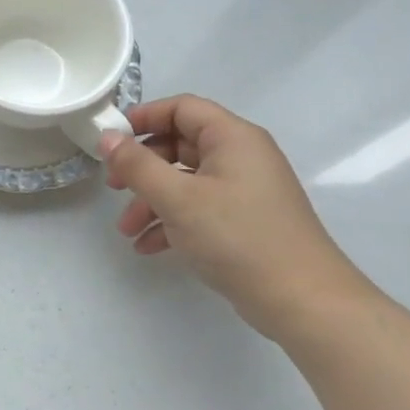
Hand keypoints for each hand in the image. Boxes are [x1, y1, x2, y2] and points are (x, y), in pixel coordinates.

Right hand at [104, 95, 370, 332]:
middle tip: (113, 186)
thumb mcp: (178, 198)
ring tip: (126, 230)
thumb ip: (137, 165)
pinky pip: (198, 208)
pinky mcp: (243, 221)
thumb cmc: (237, 237)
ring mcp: (244, 190)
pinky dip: (171, 222)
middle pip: (180, 145)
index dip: (143, 117)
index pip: (182, 108)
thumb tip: (107, 137)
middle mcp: (241, 156)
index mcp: (233, 138)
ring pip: (185, 181)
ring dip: (151, 200)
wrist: (302, 301)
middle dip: (142, 167)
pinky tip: (148, 247)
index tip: (111, 139)